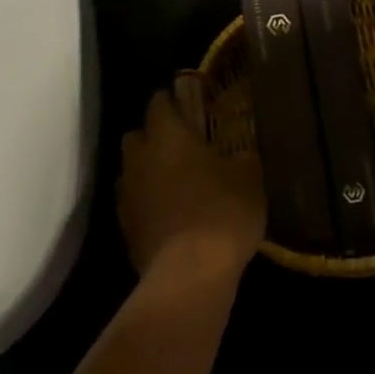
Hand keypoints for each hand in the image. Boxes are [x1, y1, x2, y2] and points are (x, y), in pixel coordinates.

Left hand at [118, 78, 264, 283]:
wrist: (190, 273)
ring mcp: (126, 196)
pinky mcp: (125, 229)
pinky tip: (171, 215)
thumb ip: (242, 158)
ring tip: (177, 183)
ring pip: (132, 171)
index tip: (187, 104)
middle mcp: (139, 160)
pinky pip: (134, 204)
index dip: (171, 100)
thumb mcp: (250, 178)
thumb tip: (239, 155)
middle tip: (182, 145)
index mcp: (167, 137)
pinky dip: (148, 203)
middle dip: (154, 135)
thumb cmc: (223, 212)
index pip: (159, 103)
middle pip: (137, 135)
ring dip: (149, 172)